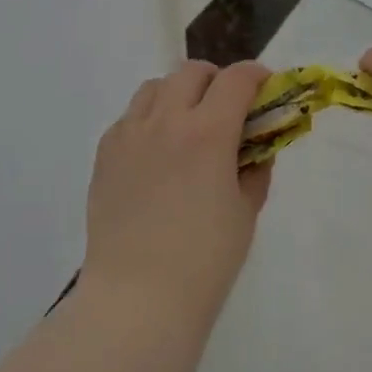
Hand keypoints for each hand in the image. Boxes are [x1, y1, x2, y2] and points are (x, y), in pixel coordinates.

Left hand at [83, 60, 272, 318]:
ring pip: (155, 87)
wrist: (136, 299)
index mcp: (208, 133)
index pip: (237, 79)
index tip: (265, 88)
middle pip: (192, 72)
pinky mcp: (105, 154)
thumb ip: (255, 169)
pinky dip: (150, 119)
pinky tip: (157, 152)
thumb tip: (256, 148)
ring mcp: (129, 135)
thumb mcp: (246, 211)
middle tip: (227, 109)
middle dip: (217, 81)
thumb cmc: (204, 261)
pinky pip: (130, 117)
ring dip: (179, 94)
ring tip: (187, 126)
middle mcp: (166, 121)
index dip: (257, 76)